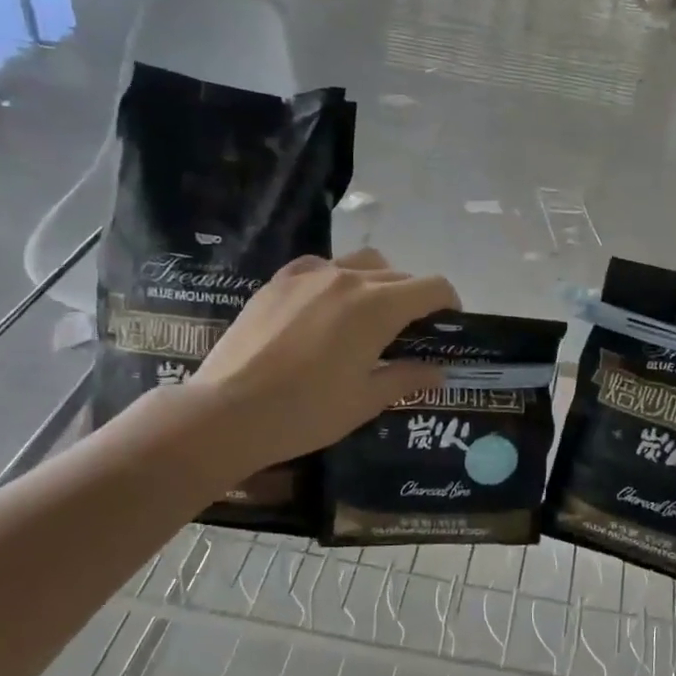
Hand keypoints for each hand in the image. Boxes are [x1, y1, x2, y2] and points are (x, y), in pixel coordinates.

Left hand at [184, 248, 457, 466]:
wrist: (227, 412)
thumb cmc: (307, 411)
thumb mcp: (366, 400)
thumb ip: (407, 378)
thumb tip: (438, 372)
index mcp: (379, 306)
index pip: (432, 287)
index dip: (448, 302)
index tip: (448, 323)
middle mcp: (349, 278)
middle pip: (399, 275)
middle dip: (414, 298)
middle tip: (409, 331)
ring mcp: (310, 275)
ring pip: (362, 263)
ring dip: (379, 281)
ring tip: (370, 313)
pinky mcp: (279, 281)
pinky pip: (322, 267)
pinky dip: (337, 278)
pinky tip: (327, 306)